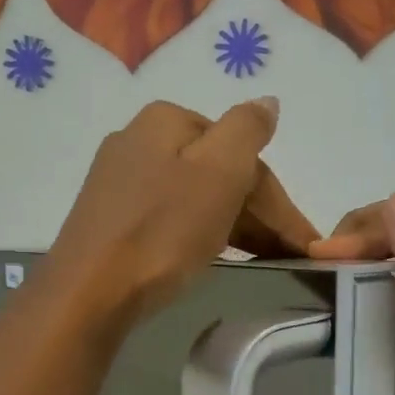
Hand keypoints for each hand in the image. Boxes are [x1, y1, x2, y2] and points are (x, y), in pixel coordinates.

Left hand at [46, 98, 316, 325]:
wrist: (89, 291)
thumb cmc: (161, 231)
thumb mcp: (218, 172)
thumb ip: (248, 129)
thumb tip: (267, 103)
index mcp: (167, 120)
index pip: (243, 154)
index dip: (279, 202)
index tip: (305, 244)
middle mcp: (138, 140)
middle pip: (217, 174)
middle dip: (258, 214)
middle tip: (289, 256)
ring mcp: (119, 181)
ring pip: (194, 197)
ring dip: (233, 225)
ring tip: (262, 261)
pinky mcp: (109, 220)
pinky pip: (169, 218)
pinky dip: (200, 234)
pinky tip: (212, 255)